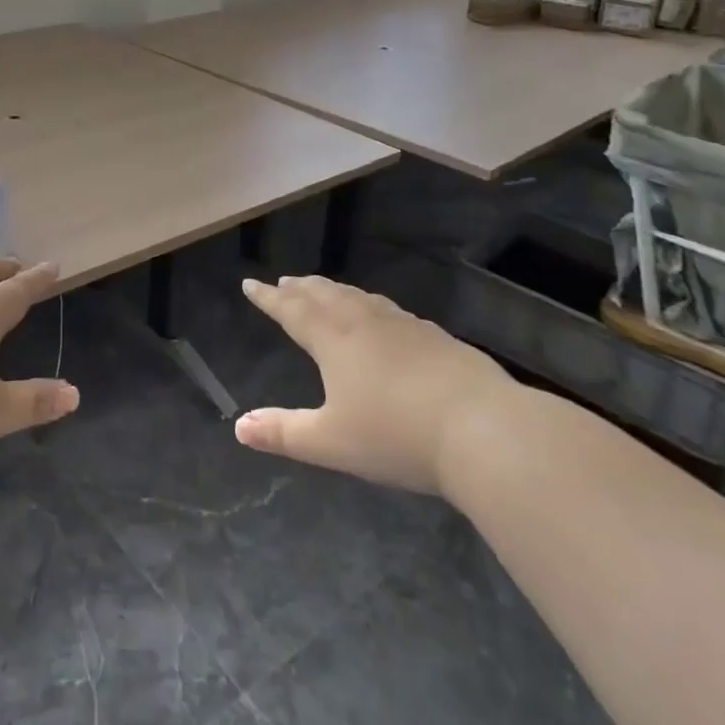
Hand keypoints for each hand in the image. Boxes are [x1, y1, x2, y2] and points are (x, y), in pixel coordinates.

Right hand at [234, 275, 513, 495]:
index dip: (268, 298)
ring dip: (333, 291)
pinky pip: (389, 308)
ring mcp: (403, 326)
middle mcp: (363, 322)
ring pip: (358, 297)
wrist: (485, 430)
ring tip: (323, 290)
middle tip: (283, 281)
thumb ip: (284, 434)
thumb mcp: (331, 443)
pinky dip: (369, 303)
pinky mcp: (436, 337)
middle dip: (299, 288)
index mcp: (333, 340)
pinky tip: (381, 315)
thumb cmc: (397, 436)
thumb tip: (239, 427)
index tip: (250, 283)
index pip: (291, 310)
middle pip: (324, 295)